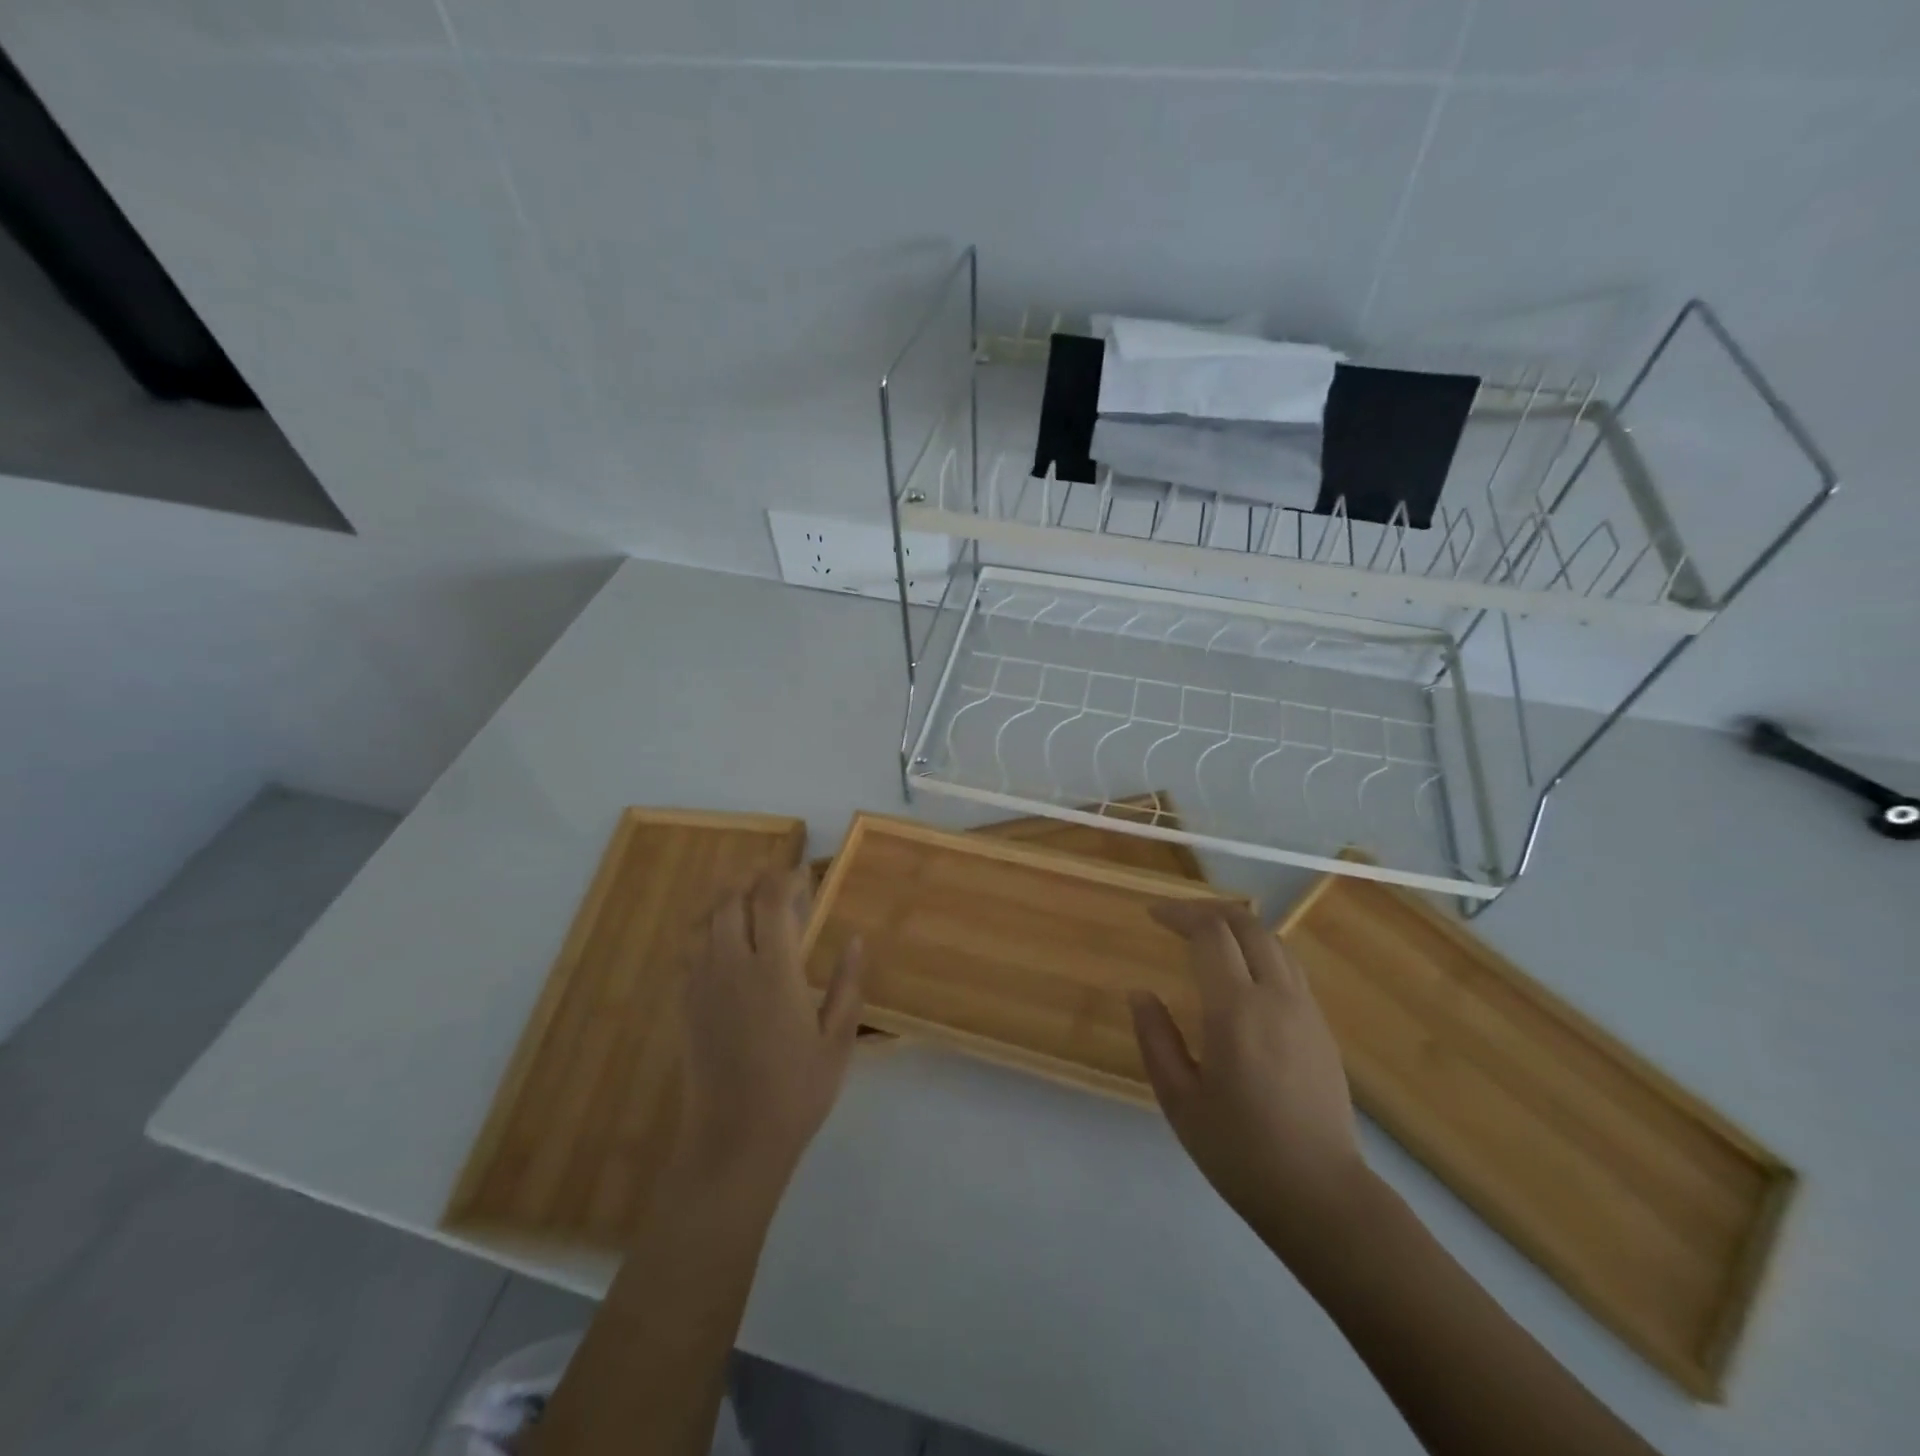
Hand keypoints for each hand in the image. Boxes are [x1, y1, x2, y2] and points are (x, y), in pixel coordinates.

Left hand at [678, 867, 864, 1194]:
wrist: (733, 1141)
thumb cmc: (796, 1091)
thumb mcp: (837, 1040)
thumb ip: (846, 984)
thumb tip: (855, 940)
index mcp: (773, 970)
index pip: (772, 901)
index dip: (786, 877)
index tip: (804, 872)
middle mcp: (732, 966)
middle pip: (731, 900)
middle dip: (751, 876)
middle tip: (773, 872)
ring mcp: (702, 984)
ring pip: (704, 919)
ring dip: (725, 896)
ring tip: (745, 891)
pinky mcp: (685, 1004)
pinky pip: (688, 949)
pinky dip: (704, 927)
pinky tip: (719, 935)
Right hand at [1131, 902, 1370, 1259]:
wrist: (1321, 1196)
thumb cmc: (1240, 1151)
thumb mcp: (1179, 1100)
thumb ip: (1155, 1039)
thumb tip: (1141, 993)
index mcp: (1236, 1010)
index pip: (1210, 933)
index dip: (1180, 913)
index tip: (1153, 915)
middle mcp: (1276, 996)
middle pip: (1247, 924)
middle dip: (1208, 910)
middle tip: (1176, 919)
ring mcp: (1306, 1009)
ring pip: (1274, 940)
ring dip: (1237, 926)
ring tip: (1206, 937)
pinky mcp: (1321, 1027)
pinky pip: (1289, 966)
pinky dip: (1260, 950)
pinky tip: (1241, 973)